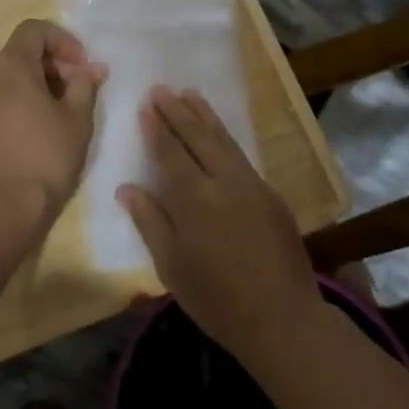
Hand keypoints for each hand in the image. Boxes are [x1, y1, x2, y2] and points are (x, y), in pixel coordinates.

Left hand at [0, 20, 104, 229]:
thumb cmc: (45, 157)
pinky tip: (39, 129)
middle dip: (53, 65)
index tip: (83, 66)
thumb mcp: (77, 119)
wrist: (1, 210)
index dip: (63, 41)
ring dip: (37, 85)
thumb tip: (90, 69)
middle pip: (20, 54)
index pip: (34, 30)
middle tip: (80, 90)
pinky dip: (18, 102)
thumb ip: (84, 85)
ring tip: (62, 112)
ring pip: (8, 78)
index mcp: (8, 66)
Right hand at [118, 88, 320, 357]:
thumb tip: (126, 188)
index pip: (171, 153)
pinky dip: (226, 137)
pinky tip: (219, 132)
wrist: (282, 319)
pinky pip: (242, 156)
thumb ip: (150, 222)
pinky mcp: (271, 194)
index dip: (157, 129)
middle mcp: (224, 182)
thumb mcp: (172, 267)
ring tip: (190, 94)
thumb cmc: (216, 299)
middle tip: (162, 89)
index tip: (146, 105)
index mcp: (194, 200)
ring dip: (205, 116)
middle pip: (198, 137)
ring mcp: (252, 185)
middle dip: (178, 112)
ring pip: (224, 140)